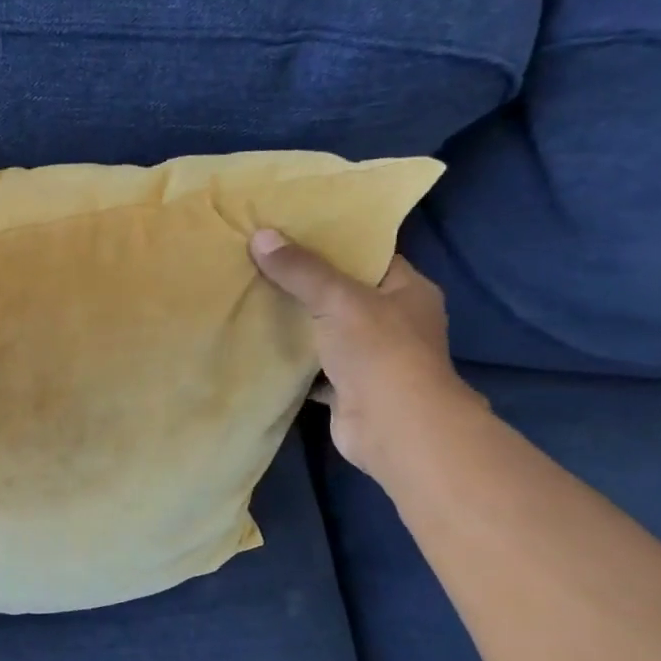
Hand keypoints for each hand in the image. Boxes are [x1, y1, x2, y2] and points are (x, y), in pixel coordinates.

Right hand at [249, 229, 481, 482]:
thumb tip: (261, 235)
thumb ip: (301, 270)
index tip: (291, 232)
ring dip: (297, 323)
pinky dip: (292, 360)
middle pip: (344, 294)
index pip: (369, 256)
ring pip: (327, 332)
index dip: (333, 243)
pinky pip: (314, 367)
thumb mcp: (338, 299)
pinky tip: (259, 346)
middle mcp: (395, 322)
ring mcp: (373, 358)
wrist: (394, 428)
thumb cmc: (379, 352)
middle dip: (306, 283)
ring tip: (252, 299)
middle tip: (261, 263)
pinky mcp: (349, 389)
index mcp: (408, 291)